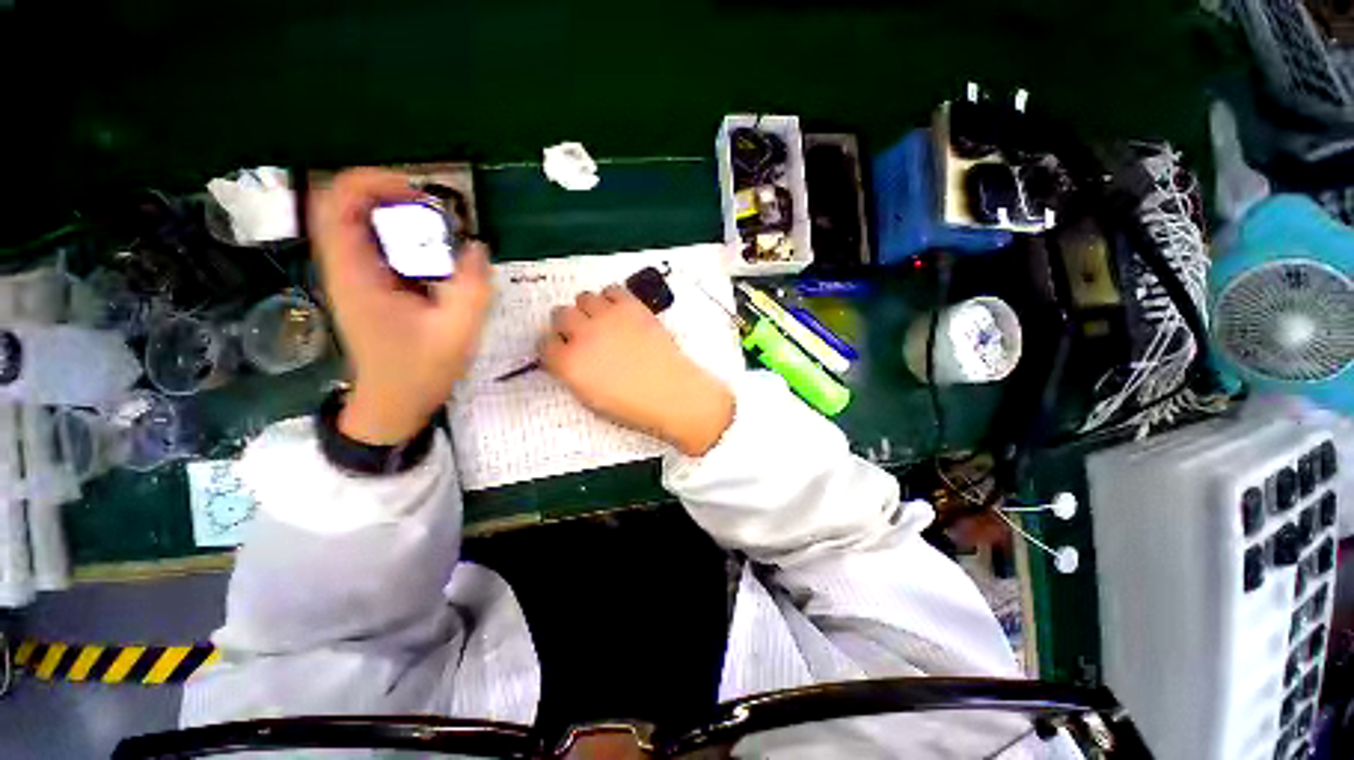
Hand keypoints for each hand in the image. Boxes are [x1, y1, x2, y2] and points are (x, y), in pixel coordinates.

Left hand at [309, 168, 492, 444]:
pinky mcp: (367, 286)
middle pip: (346, 205)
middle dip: (391, 197)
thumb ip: (471, 287)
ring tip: (441, 234)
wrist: (394, 402)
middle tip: (437, 215)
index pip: (336, 202)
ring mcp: (352, 276)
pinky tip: (436, 258)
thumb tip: (477, 246)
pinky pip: (377, 245)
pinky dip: (404, 239)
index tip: (419, 195)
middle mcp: (343, 267)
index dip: (373, 183)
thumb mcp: (456, 331)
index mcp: (353, 274)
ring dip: (399, 217)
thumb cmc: (419, 369)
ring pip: (361, 223)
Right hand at [541, 285, 733, 455]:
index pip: (544, 344)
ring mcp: (607, 317)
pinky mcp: (631, 306)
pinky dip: (611, 298)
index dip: (554, 346)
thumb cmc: (632, 406)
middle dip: (567, 325)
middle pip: (560, 314)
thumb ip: (572, 374)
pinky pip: (612, 290)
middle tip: (582, 334)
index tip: (563, 349)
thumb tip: (567, 358)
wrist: (671, 393)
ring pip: (583, 297)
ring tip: (602, 321)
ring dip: (588, 309)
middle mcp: (583, 335)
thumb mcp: (590, 399)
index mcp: (569, 363)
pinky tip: (619, 312)